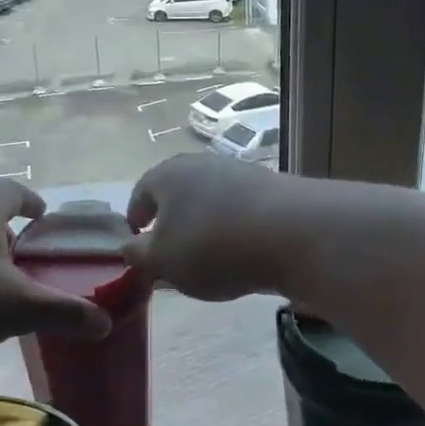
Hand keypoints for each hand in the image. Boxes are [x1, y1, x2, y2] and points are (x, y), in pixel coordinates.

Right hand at [124, 154, 301, 300]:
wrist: (294, 233)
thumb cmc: (212, 245)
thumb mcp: (163, 261)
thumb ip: (139, 256)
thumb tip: (129, 248)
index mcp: (166, 175)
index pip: (141, 192)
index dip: (134, 216)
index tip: (134, 237)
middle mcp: (201, 164)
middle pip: (177, 191)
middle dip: (170, 218)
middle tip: (168, 247)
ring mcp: (240, 173)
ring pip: (210, 199)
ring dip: (203, 222)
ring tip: (206, 255)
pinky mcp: (273, 189)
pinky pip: (241, 210)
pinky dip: (233, 228)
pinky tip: (240, 253)